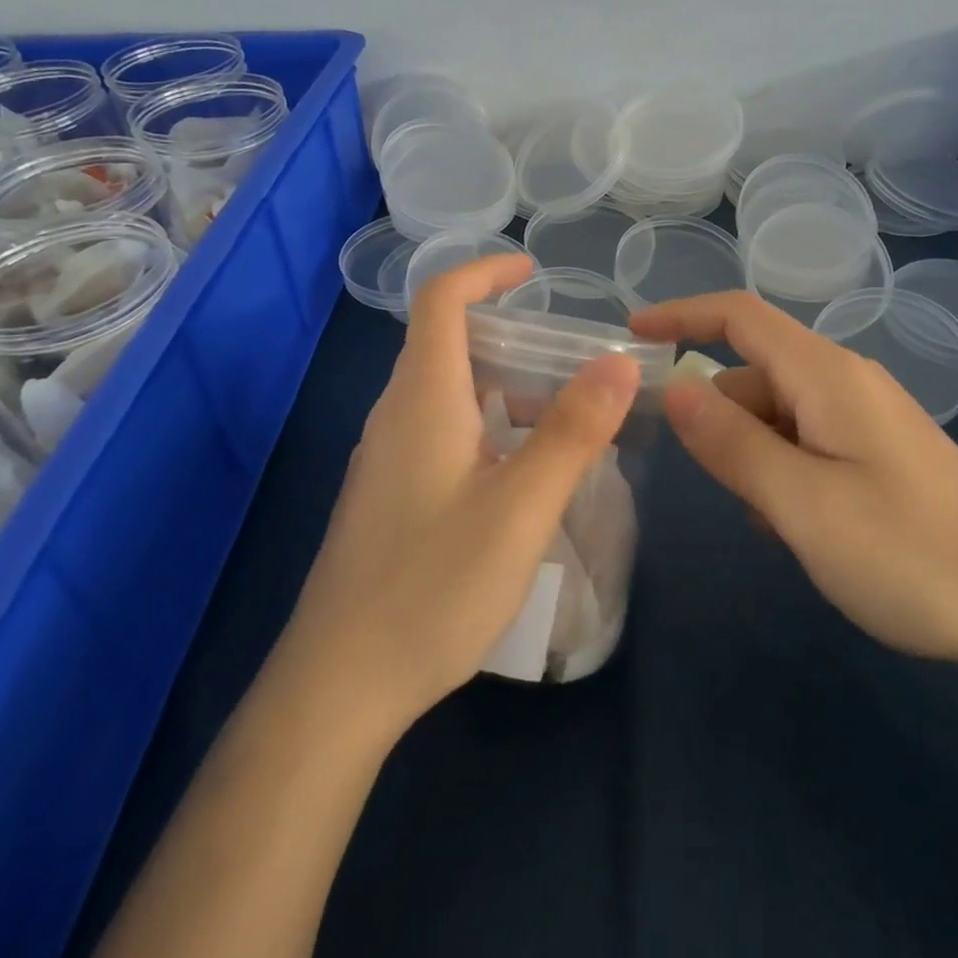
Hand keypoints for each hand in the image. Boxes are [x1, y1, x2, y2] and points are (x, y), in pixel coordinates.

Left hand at [276, 253, 638, 736]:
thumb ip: (572, 432)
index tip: (533, 273)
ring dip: (503, 385)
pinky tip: (521, 473)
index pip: (440, 299)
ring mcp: (386, 457)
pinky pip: (439, 431)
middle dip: (511, 334)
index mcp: (422, 398)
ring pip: (447, 391)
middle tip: (572, 360)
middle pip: (446, 342)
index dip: (485, 272)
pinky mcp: (388, 494)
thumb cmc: (432, 587)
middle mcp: (396, 415)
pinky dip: (486, 424)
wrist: (339, 685)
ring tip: (562, 415)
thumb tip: (617, 363)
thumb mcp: (520, 508)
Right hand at [632, 291, 957, 665]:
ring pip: (778, 415)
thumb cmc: (908, 553)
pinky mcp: (880, 455)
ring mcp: (867, 420)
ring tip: (766, 521)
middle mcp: (846, 383)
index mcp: (827, 375)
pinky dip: (782, 472)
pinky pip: (807, 443)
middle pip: (754, 374)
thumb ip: (731, 444)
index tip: (630, 335)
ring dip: (752, 455)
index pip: (740, 317)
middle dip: (717, 416)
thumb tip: (674, 390)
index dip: (682, 315)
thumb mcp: (802, 503)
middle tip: (702, 480)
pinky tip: (797, 527)